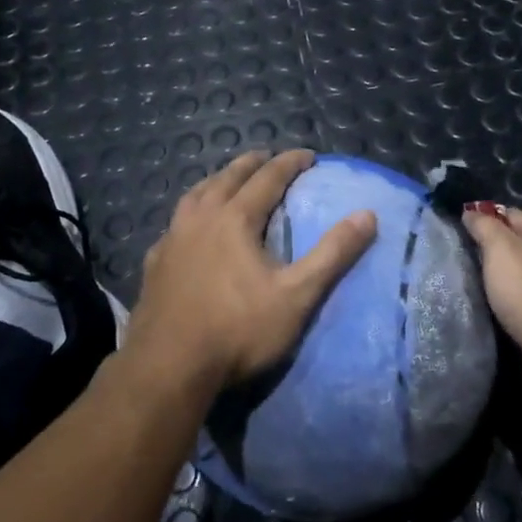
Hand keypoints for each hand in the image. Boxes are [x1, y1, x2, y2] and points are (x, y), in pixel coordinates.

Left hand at [130, 150, 375, 390]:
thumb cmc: (238, 330)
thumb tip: (367, 215)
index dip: (290, 163)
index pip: (268, 178)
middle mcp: (200, 219)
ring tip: (227, 181)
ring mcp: (172, 240)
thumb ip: (332, 254)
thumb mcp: (297, 295)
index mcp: (235, 219)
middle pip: (227, 178)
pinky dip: (190, 213)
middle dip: (250, 164)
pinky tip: (190, 228)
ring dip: (216, 181)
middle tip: (267, 157)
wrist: (169, 367)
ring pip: (195, 195)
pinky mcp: (154, 263)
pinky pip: (174, 224)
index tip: (308, 155)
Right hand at [461, 203, 521, 395]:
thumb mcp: (500, 249)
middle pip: (517, 244)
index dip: (484, 222)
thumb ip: (484, 226)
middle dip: (492, 252)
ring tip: (478, 287)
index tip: (460, 235)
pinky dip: (512, 302)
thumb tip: (471, 212)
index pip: (510, 215)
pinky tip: (497, 309)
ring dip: (501, 280)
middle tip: (466, 262)